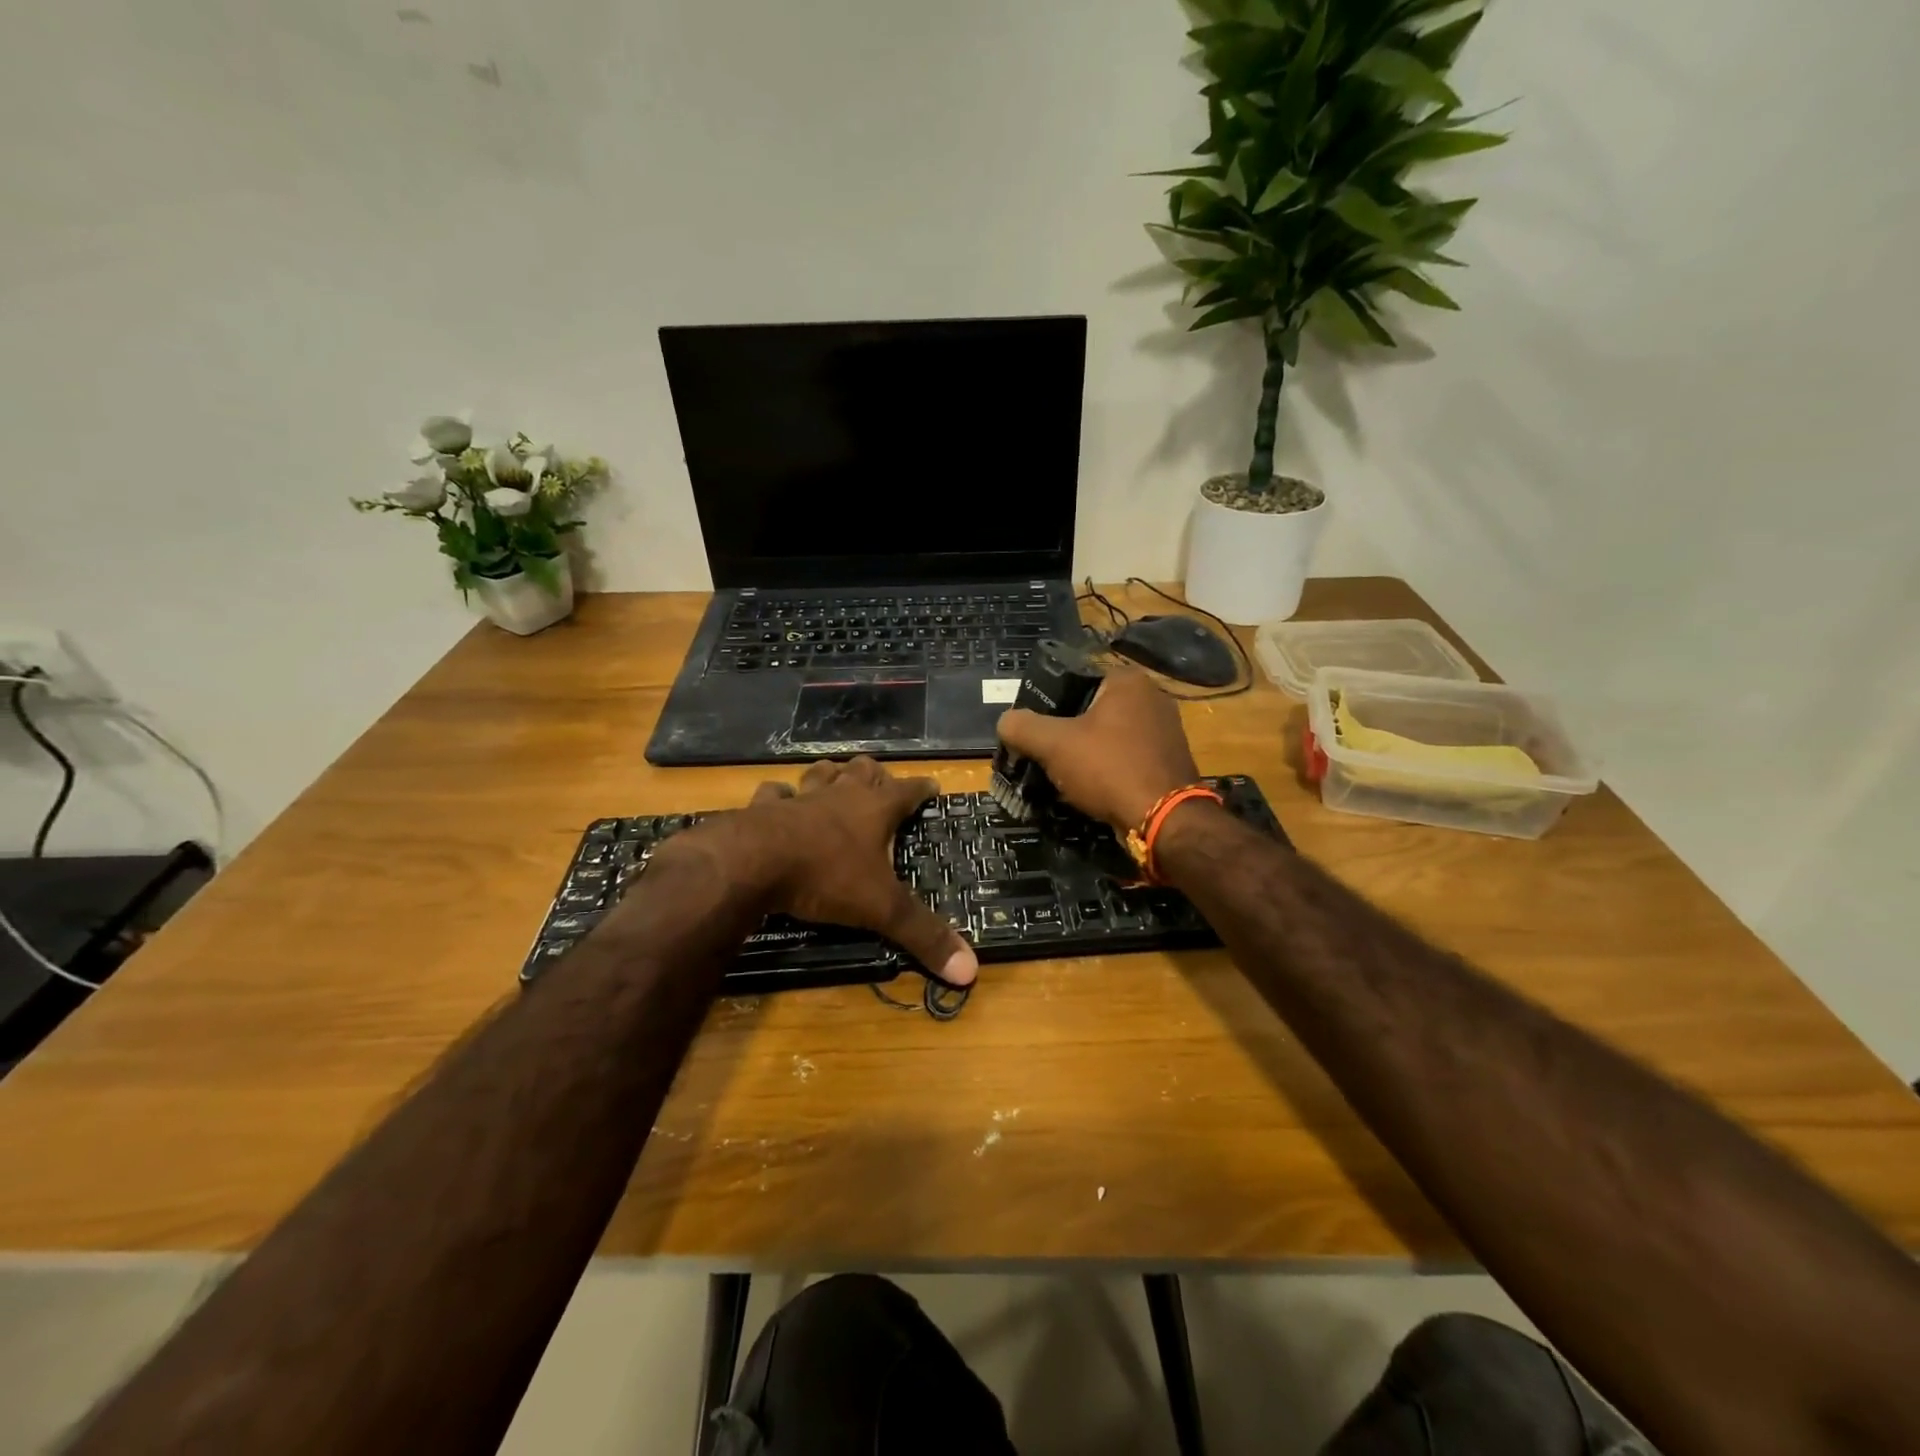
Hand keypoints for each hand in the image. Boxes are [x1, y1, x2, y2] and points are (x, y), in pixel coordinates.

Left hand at [729, 757, 977, 986]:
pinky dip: (780, 796)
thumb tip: (970, 970)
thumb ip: (923, 935)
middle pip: (863, 770)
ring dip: (831, 775)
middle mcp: (840, 795)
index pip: (907, 790)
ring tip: (836, 779)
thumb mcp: (881, 909)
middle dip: (876, 774)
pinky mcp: (763, 809)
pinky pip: (774, 793)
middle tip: (882, 784)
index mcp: (874, 810)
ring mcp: (800, 798)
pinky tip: (780, 801)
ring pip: (820, 773)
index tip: (933, 786)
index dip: (923, 788)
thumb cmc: (826, 877)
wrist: (753, 862)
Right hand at [996, 667, 1200, 833]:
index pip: (1073, 680)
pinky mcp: (1168, 760)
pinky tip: (1091, 789)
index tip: (1031, 731)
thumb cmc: (1109, 768)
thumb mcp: (1054, 744)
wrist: (1164, 820)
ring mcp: (1165, 730)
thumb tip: (1005, 722)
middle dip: (1065, 733)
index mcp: (1127, 680)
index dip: (1046, 705)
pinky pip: (1126, 757)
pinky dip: (1107, 770)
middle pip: (1090, 710)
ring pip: (1108, 736)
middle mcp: (1152, 697)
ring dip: (1085, 754)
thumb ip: (1022, 727)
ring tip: (1062, 776)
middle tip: (1042, 755)